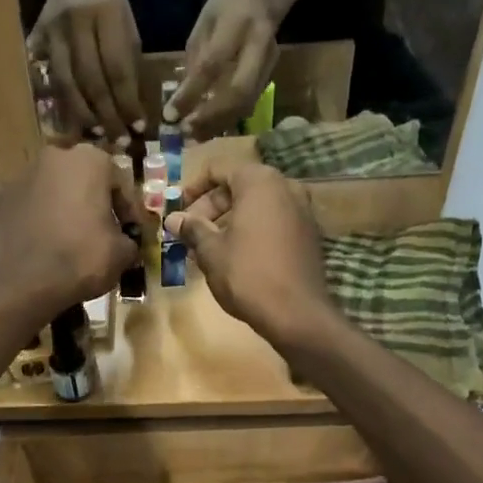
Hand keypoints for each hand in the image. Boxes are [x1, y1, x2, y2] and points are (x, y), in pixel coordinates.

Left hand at [0, 143, 137, 317]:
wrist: (28, 284)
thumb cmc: (82, 259)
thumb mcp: (122, 253)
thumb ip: (128, 240)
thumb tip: (124, 244)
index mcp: (91, 160)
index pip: (119, 183)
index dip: (128, 211)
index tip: (131, 234)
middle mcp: (55, 157)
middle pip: (82, 178)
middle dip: (91, 200)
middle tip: (99, 229)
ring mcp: (22, 175)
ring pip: (47, 183)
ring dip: (57, 199)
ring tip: (64, 229)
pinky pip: (10, 195)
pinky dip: (18, 204)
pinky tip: (23, 216)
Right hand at [29, 0, 145, 145]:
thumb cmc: (108, 3)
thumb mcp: (127, 24)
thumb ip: (129, 63)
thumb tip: (131, 109)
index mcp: (106, 13)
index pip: (118, 68)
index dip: (127, 102)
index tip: (138, 126)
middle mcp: (77, 24)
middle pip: (91, 81)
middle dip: (107, 115)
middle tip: (119, 141)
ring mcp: (53, 34)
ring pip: (67, 85)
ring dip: (83, 116)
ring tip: (98, 135)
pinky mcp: (36, 42)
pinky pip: (50, 81)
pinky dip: (64, 105)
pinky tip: (75, 123)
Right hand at [164, 158, 339, 350]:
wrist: (296, 313)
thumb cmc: (247, 275)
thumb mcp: (211, 251)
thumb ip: (192, 229)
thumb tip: (173, 219)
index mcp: (259, 182)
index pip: (219, 169)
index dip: (193, 188)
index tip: (179, 211)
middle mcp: (286, 186)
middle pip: (239, 186)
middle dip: (211, 208)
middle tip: (190, 234)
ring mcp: (302, 209)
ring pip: (256, 205)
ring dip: (230, 221)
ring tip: (208, 248)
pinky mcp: (309, 233)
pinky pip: (273, 221)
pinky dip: (251, 230)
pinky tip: (235, 256)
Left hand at [169, 0, 280, 139]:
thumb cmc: (227, 7)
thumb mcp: (204, 23)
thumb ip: (195, 59)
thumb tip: (181, 99)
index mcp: (237, 24)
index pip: (212, 65)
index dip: (190, 93)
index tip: (170, 115)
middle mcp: (258, 46)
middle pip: (238, 92)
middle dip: (210, 117)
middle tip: (186, 131)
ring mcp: (268, 64)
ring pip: (245, 104)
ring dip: (219, 124)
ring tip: (195, 136)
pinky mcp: (270, 77)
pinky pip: (248, 105)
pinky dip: (227, 120)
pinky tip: (210, 128)